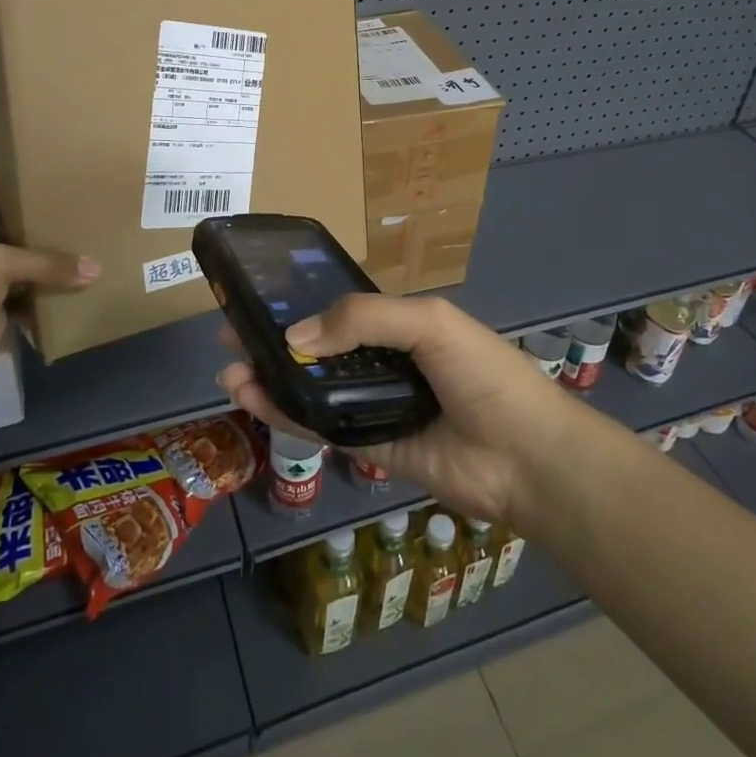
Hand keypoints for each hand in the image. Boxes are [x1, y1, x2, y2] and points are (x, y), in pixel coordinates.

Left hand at [0, 170, 97, 404]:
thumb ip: (46, 263)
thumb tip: (94, 269)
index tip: (2, 169)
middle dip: (15, 217)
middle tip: (50, 201)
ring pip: (13, 268)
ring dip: (37, 258)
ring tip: (71, 238)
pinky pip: (26, 302)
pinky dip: (45, 298)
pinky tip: (71, 288)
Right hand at [217, 294, 580, 528]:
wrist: (525, 457)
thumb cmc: (482, 374)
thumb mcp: (428, 322)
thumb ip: (362, 319)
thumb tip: (294, 336)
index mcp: (403, 326)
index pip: (341, 310)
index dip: (301, 304)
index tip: (257, 300)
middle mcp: (386, 363)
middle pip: (320, 350)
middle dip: (275, 342)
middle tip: (230, 336)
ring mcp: (377, 407)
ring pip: (314, 390)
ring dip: (272, 380)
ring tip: (231, 371)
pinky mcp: (372, 449)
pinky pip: (324, 428)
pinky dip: (289, 416)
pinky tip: (256, 402)